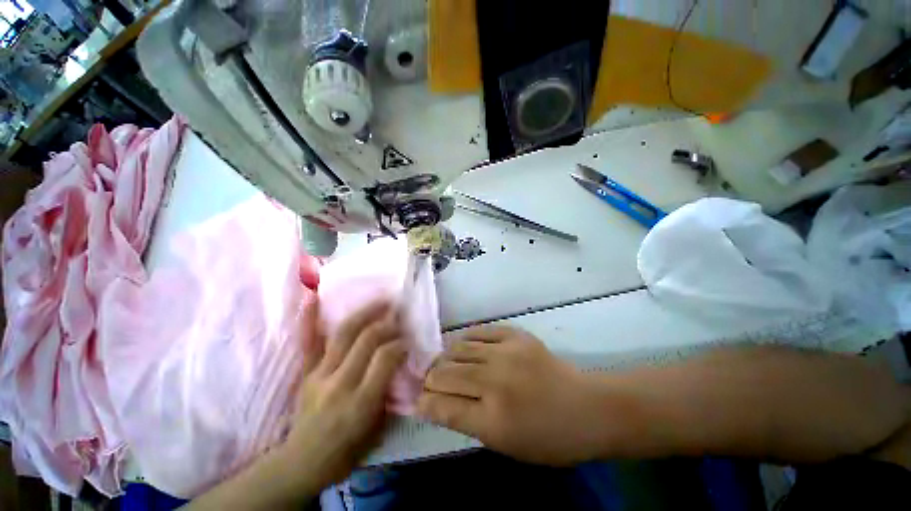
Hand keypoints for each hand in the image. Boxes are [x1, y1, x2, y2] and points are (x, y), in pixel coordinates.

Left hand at [280, 299, 406, 492]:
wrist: (303, 462)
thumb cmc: (347, 451)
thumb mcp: (379, 429)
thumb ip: (390, 392)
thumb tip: (400, 361)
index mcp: (361, 402)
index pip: (386, 357)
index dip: (400, 343)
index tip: (408, 339)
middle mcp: (340, 383)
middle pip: (366, 339)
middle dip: (387, 323)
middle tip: (398, 313)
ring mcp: (319, 375)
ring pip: (344, 333)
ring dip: (365, 313)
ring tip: (380, 300)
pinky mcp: (306, 372)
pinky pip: (308, 342)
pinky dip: (310, 319)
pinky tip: (312, 297)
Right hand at [417, 325, 609, 465]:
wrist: (586, 407)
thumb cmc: (546, 437)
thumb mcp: (503, 444)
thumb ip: (465, 421)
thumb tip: (433, 404)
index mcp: (493, 419)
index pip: (442, 406)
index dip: (424, 402)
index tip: (417, 399)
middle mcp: (496, 381)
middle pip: (446, 374)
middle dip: (431, 379)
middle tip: (429, 380)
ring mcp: (506, 353)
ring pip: (458, 349)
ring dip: (445, 358)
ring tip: (445, 363)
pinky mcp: (516, 335)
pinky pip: (479, 332)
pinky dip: (466, 340)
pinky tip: (465, 347)